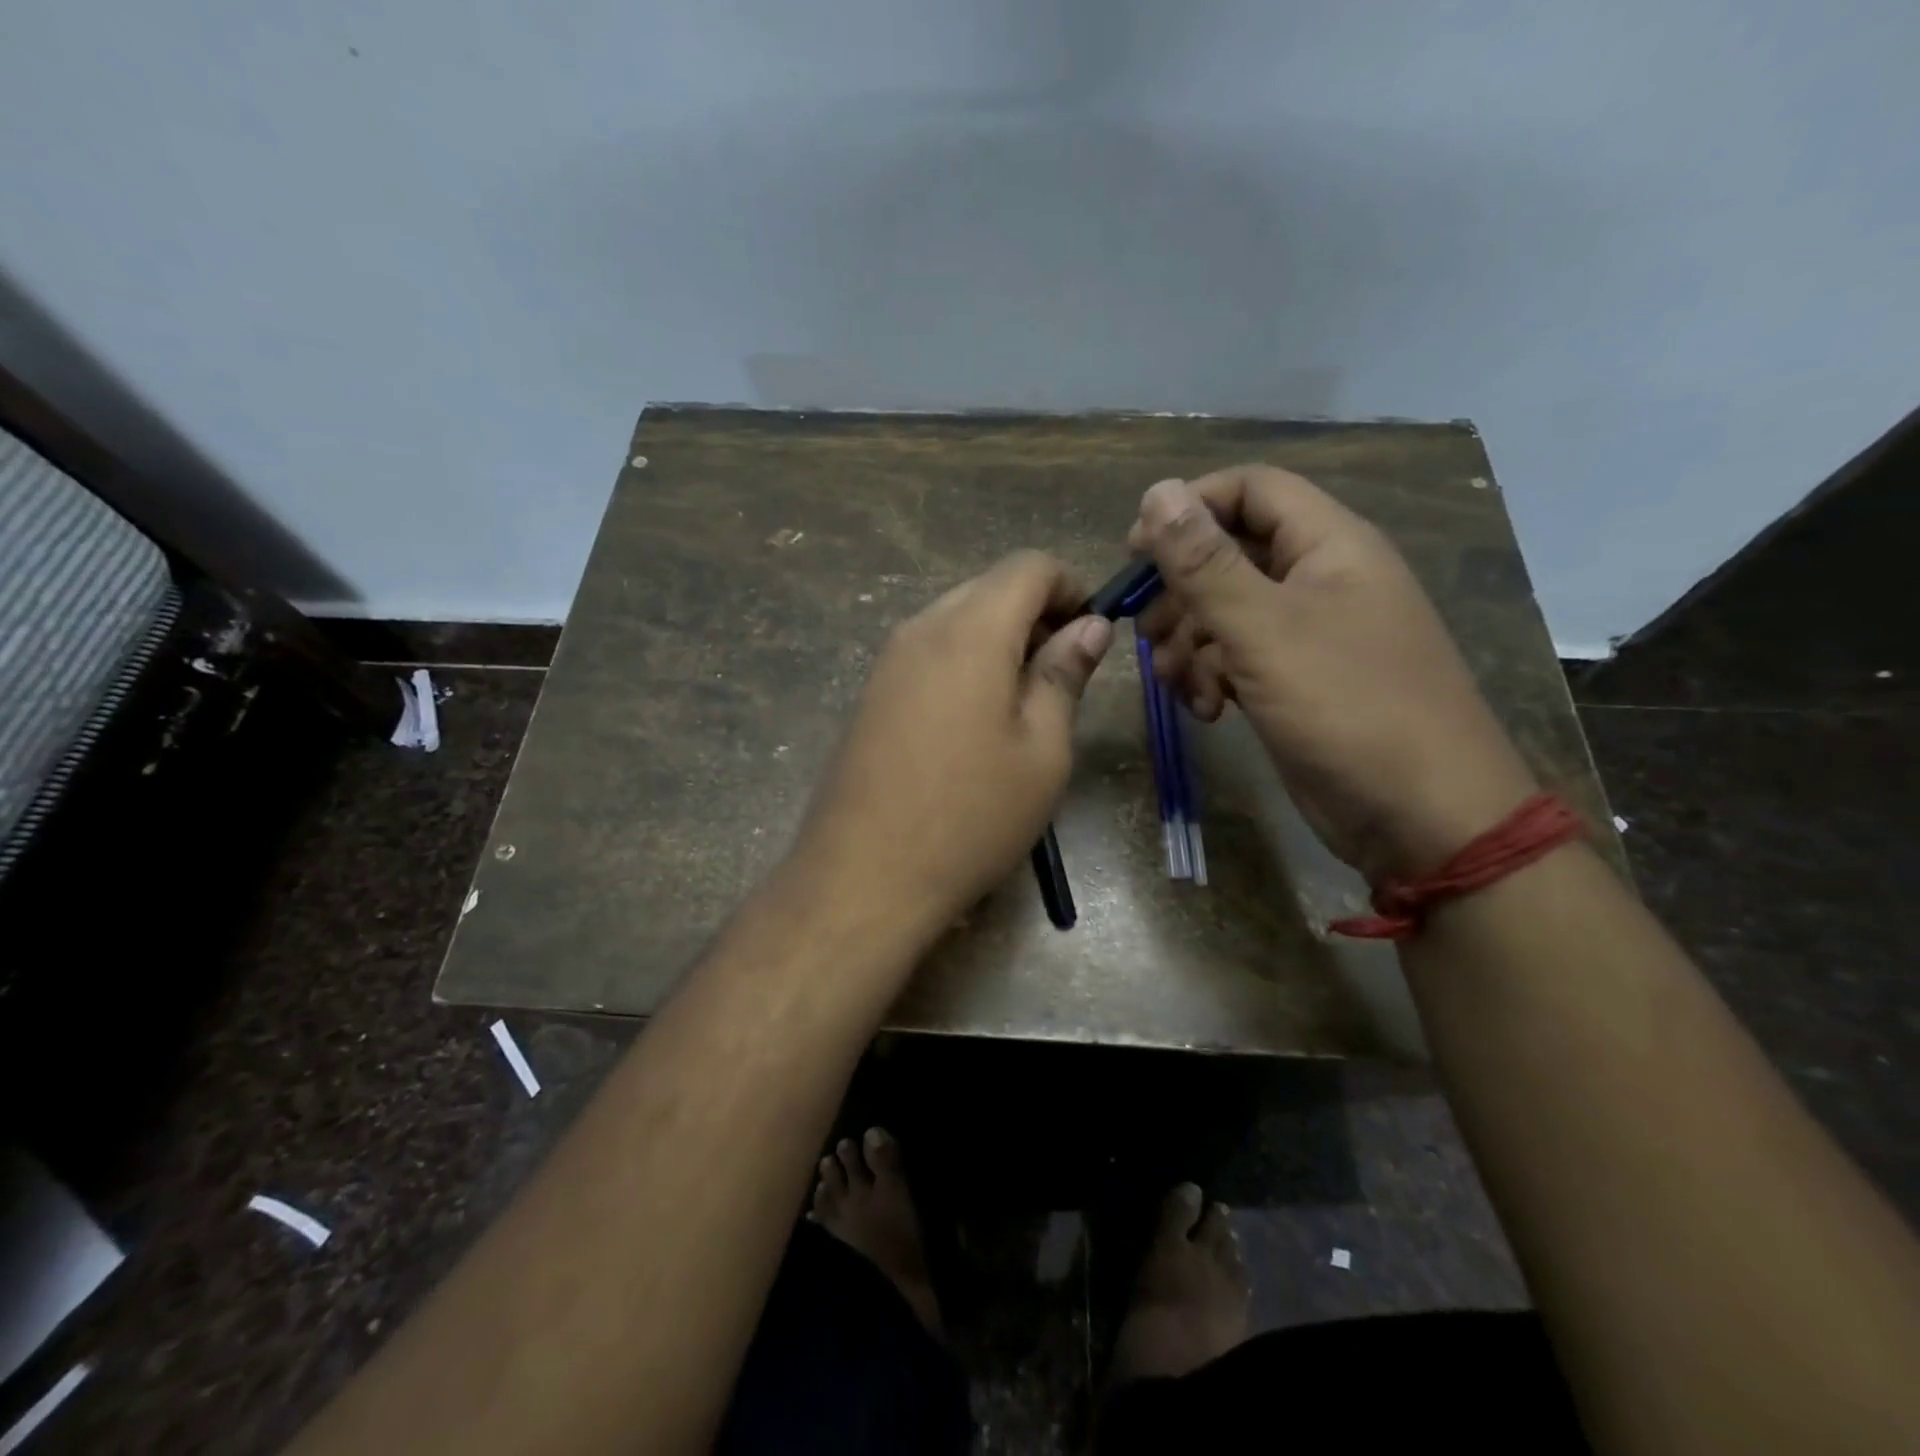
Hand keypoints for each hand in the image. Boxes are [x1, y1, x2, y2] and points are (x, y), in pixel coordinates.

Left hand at [792, 551, 1112, 938]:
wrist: (863, 874)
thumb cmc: (971, 815)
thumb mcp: (1041, 750)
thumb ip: (1064, 675)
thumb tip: (1090, 626)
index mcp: (970, 631)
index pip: (1029, 566)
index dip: (1071, 586)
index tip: (1093, 633)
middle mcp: (922, 628)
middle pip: (989, 588)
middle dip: (1036, 614)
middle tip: (1064, 674)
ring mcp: (888, 660)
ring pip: (957, 619)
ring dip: (1000, 641)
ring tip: (1024, 704)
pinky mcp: (871, 693)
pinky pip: (929, 652)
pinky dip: (965, 663)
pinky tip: (976, 722)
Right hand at [1129, 465, 1536, 881]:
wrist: (1419, 816)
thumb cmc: (1347, 707)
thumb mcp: (1264, 629)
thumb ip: (1205, 563)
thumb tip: (1157, 491)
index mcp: (1329, 545)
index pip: (1250, 490)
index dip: (1190, 508)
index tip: (1136, 550)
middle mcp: (1319, 579)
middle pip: (1229, 555)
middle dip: (1181, 592)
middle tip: (1146, 630)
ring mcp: (1308, 635)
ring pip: (1225, 613)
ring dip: (1190, 644)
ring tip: (1178, 683)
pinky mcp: (1295, 682)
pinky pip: (1238, 658)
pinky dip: (1212, 678)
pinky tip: (1207, 710)